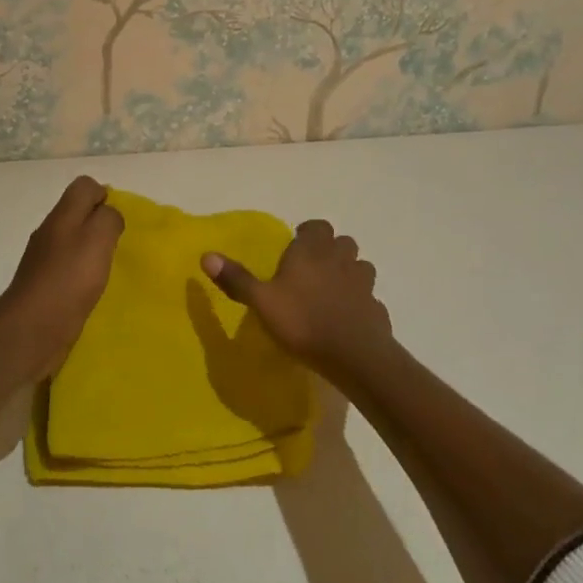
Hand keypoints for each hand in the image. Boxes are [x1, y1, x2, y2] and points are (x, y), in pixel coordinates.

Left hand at [0, 176, 124, 379]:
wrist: (32, 330)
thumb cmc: (69, 279)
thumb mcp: (98, 238)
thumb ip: (108, 218)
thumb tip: (109, 214)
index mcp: (62, 215)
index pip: (83, 186)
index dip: (104, 195)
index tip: (119, 220)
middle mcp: (50, 232)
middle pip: (77, 212)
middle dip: (99, 223)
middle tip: (117, 245)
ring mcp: (43, 260)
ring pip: (72, 241)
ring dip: (91, 250)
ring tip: (108, 268)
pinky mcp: (44, 286)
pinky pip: (68, 268)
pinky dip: (82, 274)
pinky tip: (92, 290)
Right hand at [201, 219, 390, 374]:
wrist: (354, 355)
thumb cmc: (302, 321)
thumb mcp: (261, 301)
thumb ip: (236, 279)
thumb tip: (206, 255)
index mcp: (312, 251)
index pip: (317, 226)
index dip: (309, 233)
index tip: (297, 245)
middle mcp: (340, 260)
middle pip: (342, 243)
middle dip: (330, 250)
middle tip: (313, 268)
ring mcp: (363, 284)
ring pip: (360, 267)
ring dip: (349, 273)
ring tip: (332, 290)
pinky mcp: (377, 309)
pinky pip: (369, 298)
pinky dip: (360, 302)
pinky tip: (348, 318)